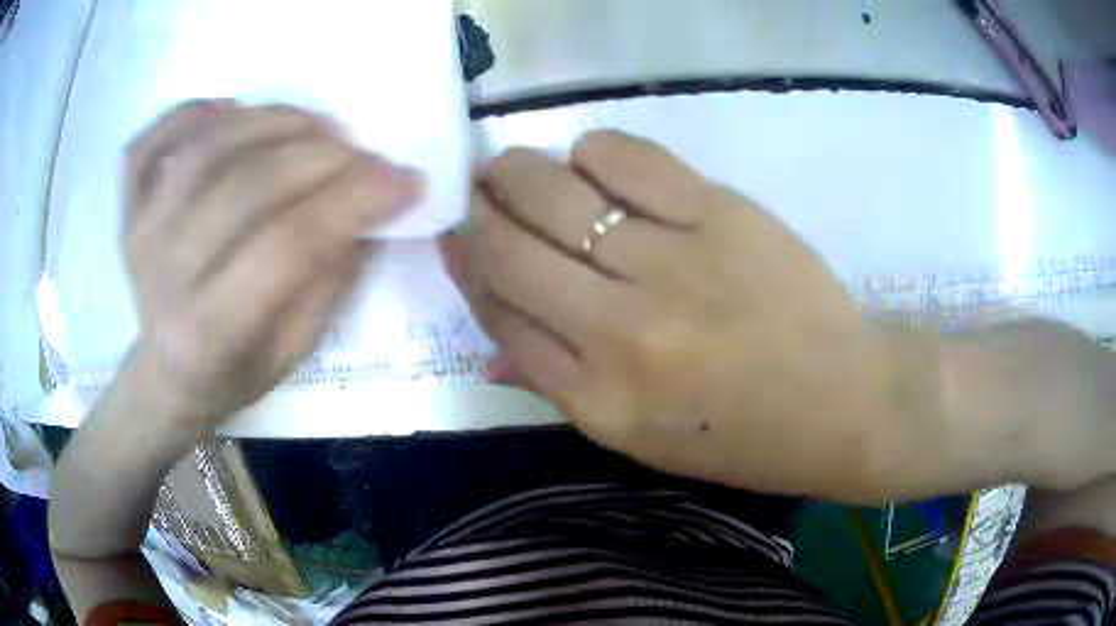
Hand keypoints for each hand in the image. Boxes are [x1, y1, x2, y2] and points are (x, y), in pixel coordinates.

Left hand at [122, 101, 421, 430]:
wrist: (166, 377)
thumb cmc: (232, 375)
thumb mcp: (293, 353)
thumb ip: (329, 278)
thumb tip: (367, 204)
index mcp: (208, 333)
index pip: (288, 245)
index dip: (354, 201)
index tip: (406, 180)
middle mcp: (165, 276)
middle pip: (248, 184)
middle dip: (322, 155)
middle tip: (364, 153)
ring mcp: (140, 235)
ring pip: (206, 148)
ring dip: (272, 120)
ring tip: (315, 126)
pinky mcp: (129, 212)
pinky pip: (149, 144)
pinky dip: (190, 112)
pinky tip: (230, 111)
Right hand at [456, 130, 933, 499]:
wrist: (844, 402)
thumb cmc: (744, 437)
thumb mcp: (639, 439)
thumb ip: (556, 387)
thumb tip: (486, 345)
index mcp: (597, 399)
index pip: (499, 313)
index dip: (467, 268)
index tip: (457, 237)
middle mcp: (619, 331)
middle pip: (509, 248)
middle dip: (478, 210)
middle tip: (479, 193)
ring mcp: (671, 264)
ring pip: (553, 192)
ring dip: (515, 171)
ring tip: (513, 168)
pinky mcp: (718, 213)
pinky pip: (624, 158)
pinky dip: (591, 151)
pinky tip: (592, 164)